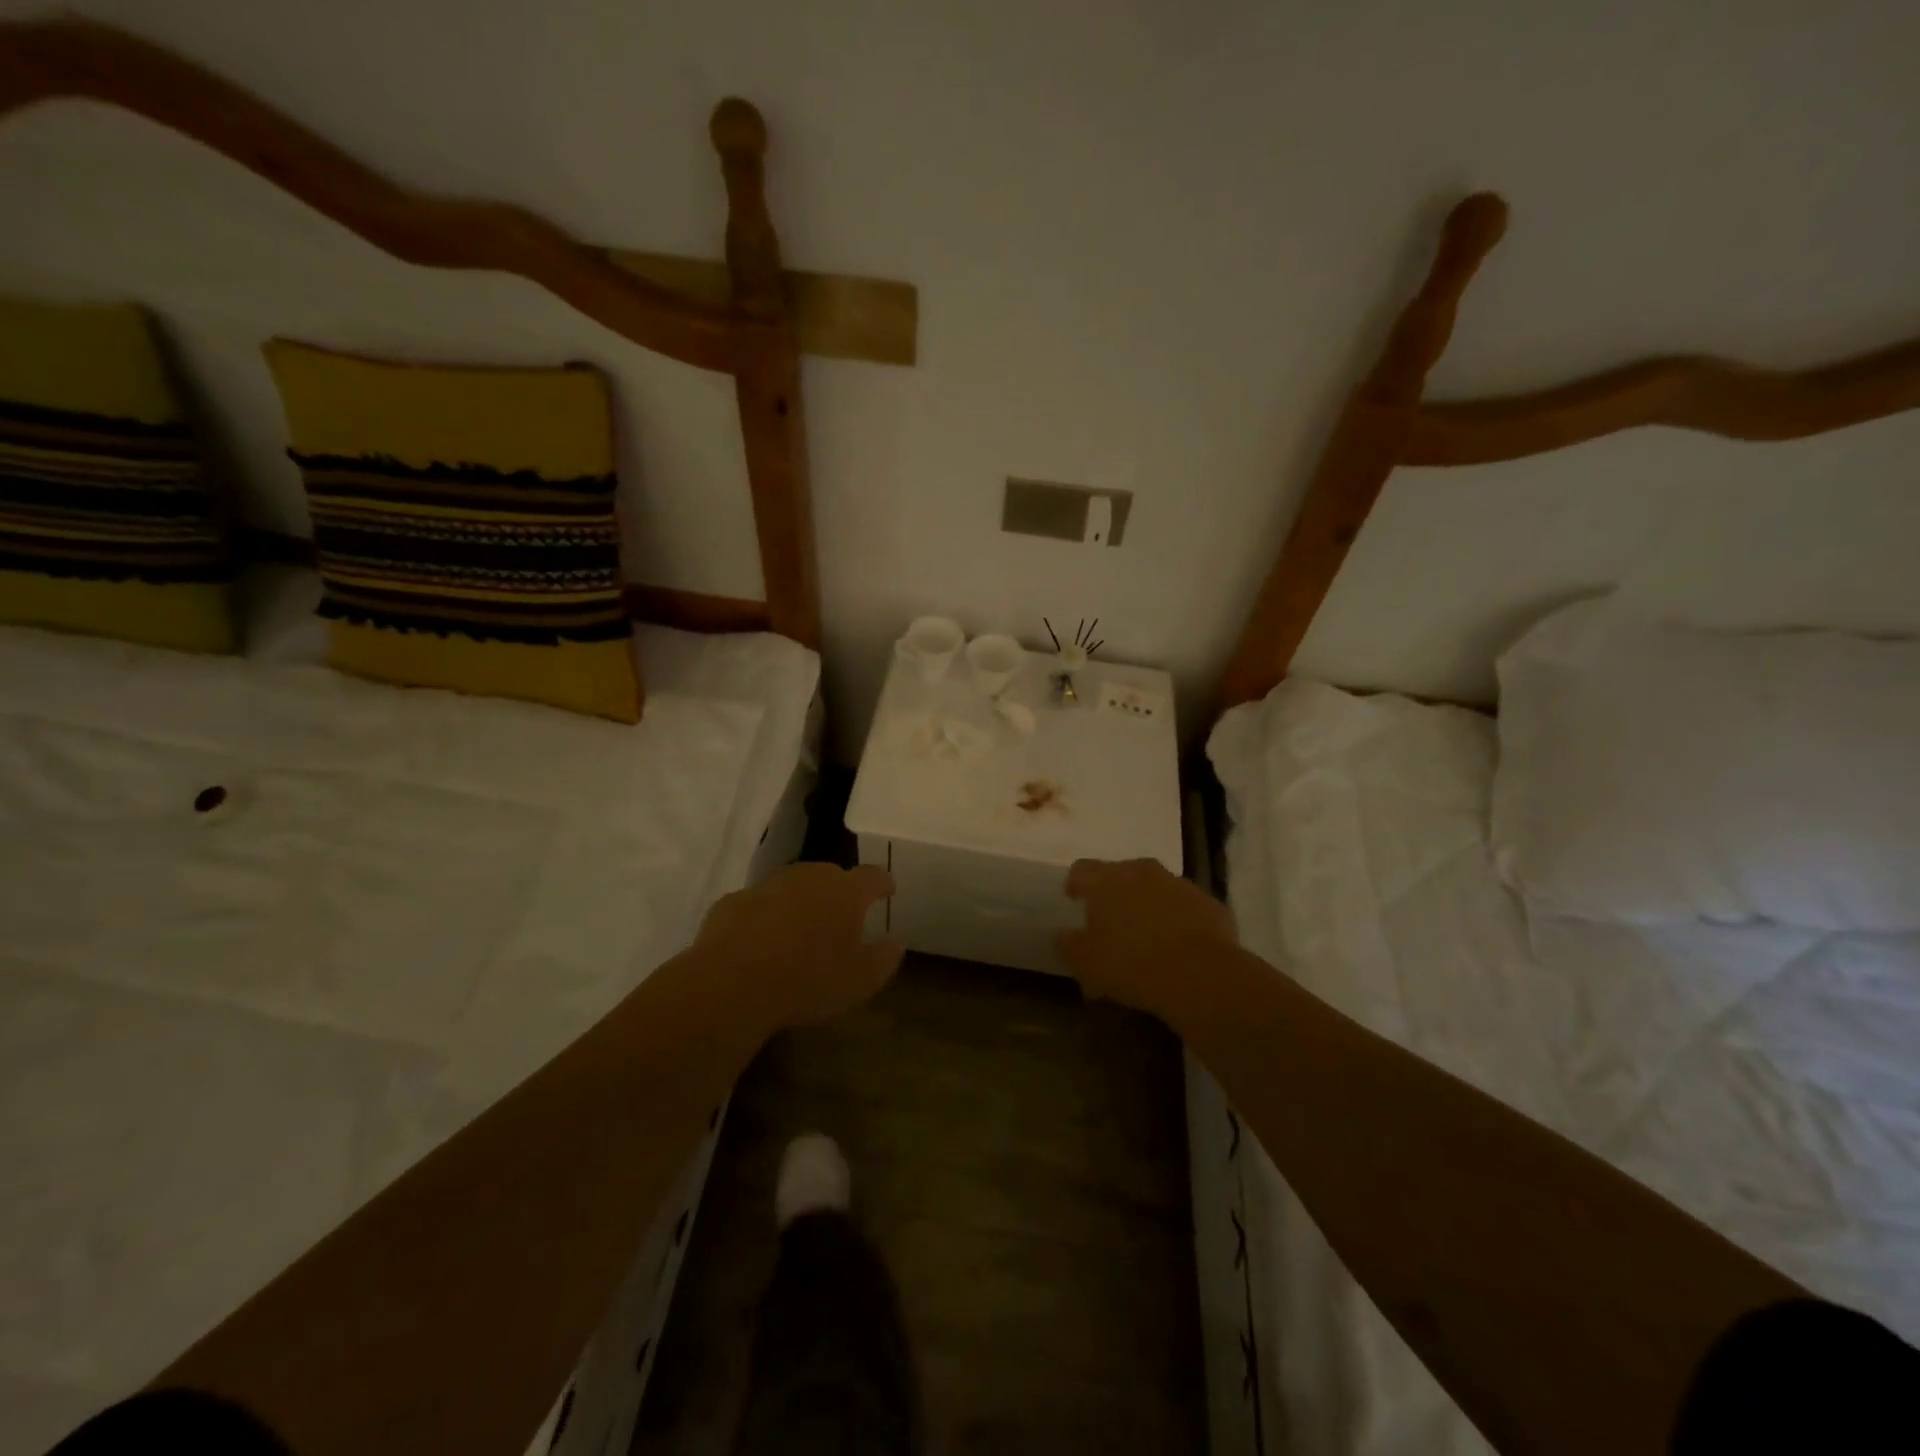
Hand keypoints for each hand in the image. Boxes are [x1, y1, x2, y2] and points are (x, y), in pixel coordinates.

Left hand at [694, 862, 904, 1028]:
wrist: (732, 983)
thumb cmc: (808, 981)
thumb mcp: (860, 981)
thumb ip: (884, 958)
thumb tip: (895, 942)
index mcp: (845, 892)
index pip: (873, 876)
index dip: (883, 883)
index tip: (887, 891)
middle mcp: (809, 877)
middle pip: (831, 875)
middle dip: (840, 891)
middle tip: (842, 916)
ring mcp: (768, 886)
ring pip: (793, 885)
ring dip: (801, 901)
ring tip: (801, 929)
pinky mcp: (733, 901)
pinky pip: (758, 904)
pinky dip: (765, 916)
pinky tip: (761, 942)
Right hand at [1057, 858, 1237, 1018]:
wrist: (1200, 975)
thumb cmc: (1130, 963)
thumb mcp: (1085, 962)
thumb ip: (1069, 944)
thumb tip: (1065, 935)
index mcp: (1107, 879)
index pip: (1082, 869)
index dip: (1076, 884)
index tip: (1074, 901)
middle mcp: (1143, 871)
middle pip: (1122, 875)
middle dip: (1114, 895)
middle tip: (1111, 925)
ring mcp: (1180, 885)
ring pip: (1156, 890)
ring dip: (1148, 907)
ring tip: (1146, 940)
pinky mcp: (1210, 904)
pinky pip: (1186, 908)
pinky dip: (1179, 922)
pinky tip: (1178, 950)